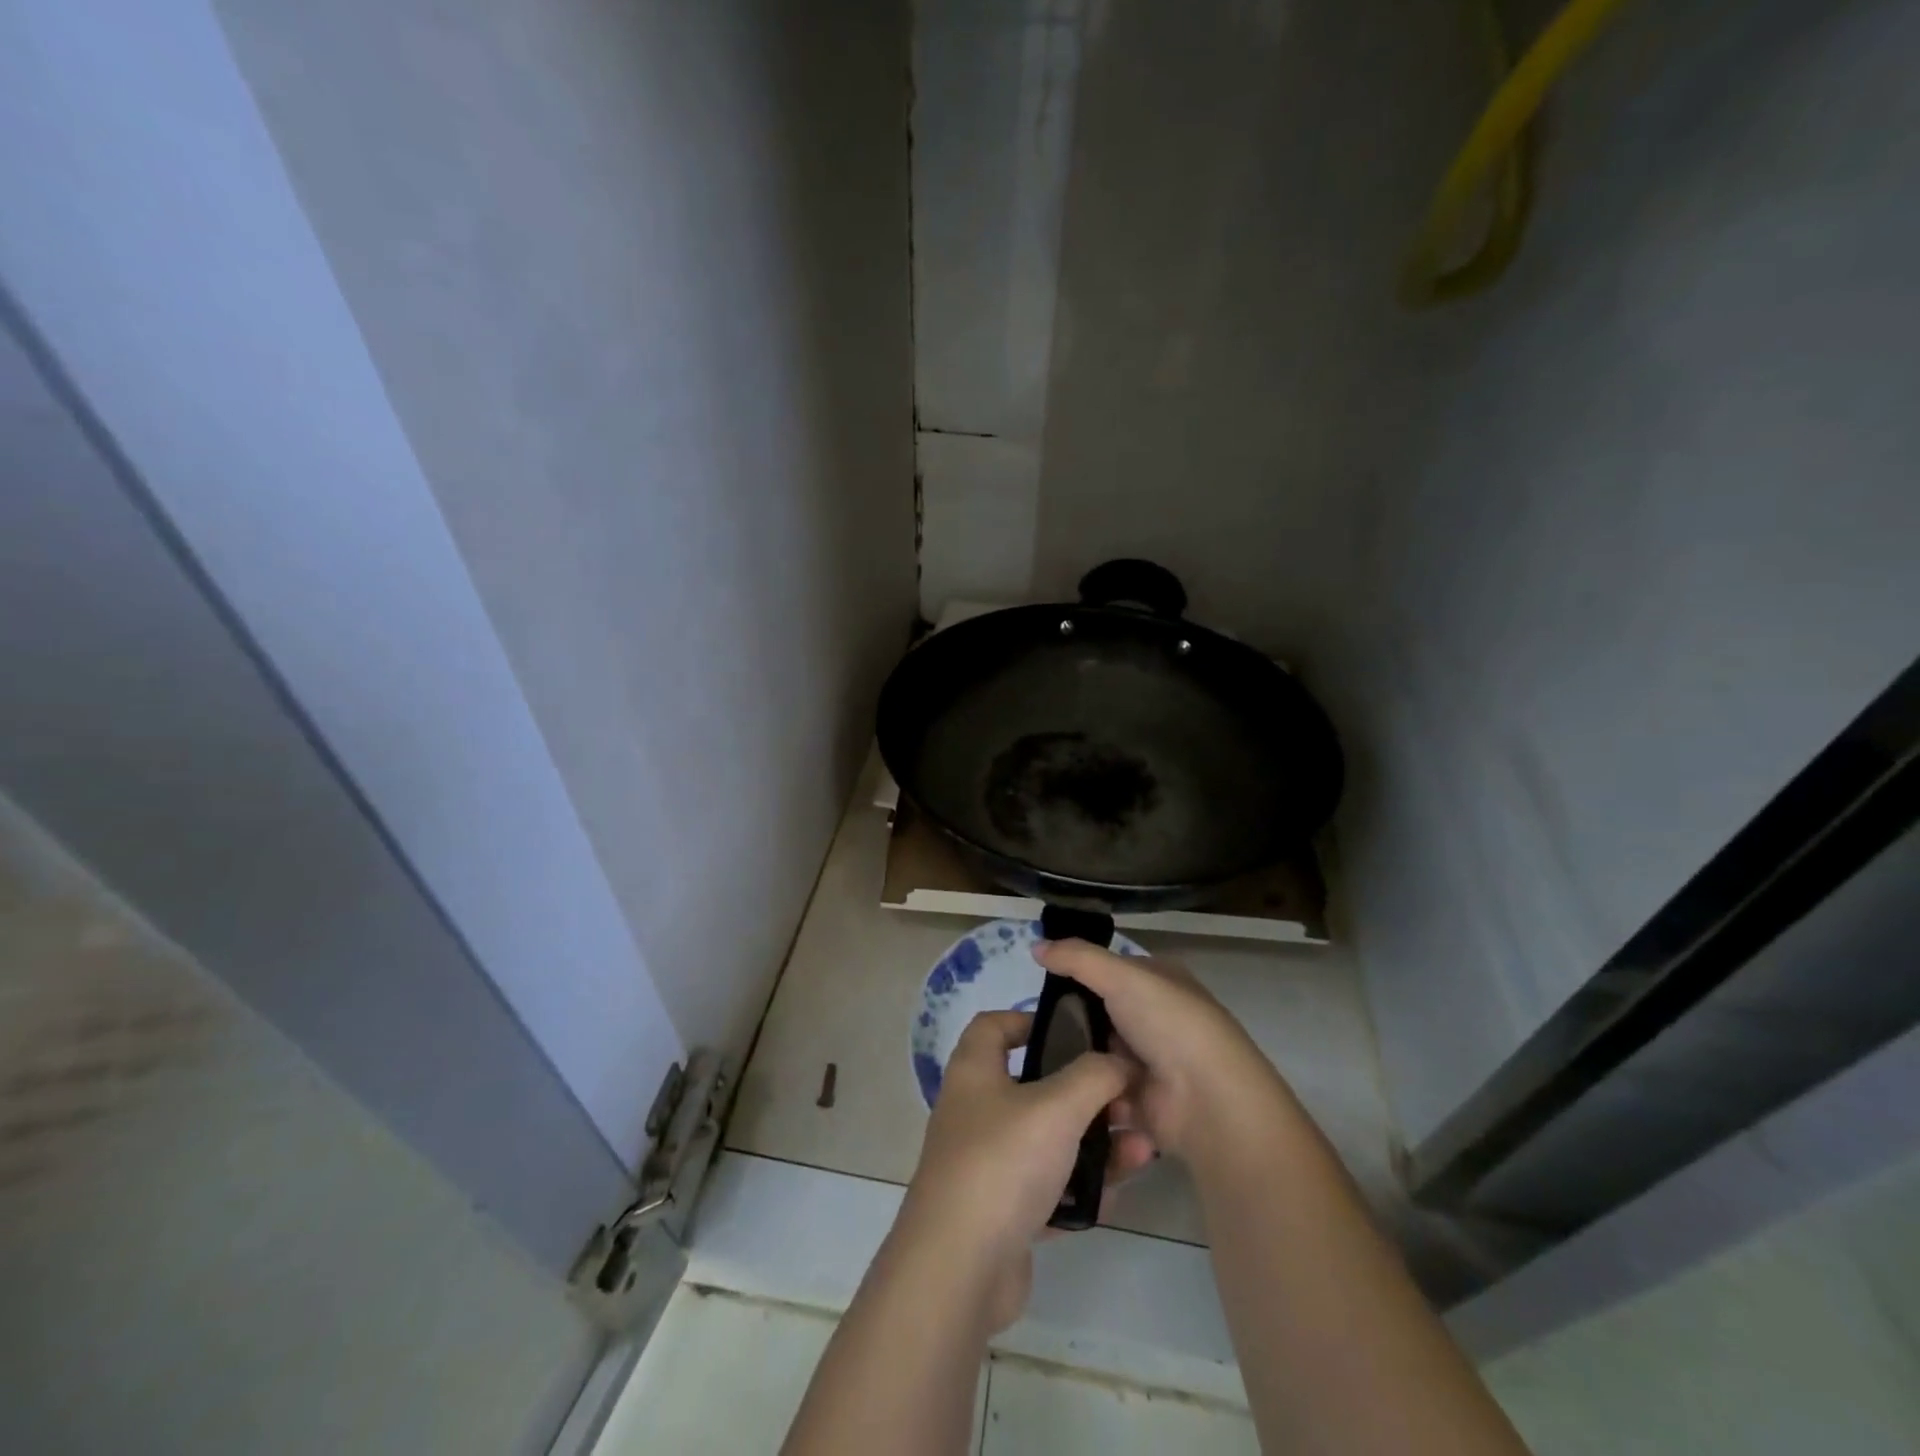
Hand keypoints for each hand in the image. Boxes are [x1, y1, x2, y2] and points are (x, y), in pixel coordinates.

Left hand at [900, 1010, 1154, 1328]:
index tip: (1074, 1031)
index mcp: (975, 1072)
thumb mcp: (1056, 1107)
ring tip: (1141, 1152)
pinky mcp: (1001, 1213)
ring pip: (1048, 1142)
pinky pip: (1048, 1189)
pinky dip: (1079, 1190)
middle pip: (1035, 1087)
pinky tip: (1114, 1197)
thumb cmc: (1002, 1163)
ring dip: (1094, 1145)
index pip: (994, 1026)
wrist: (958, 1268)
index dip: (1029, 1019)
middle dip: (1086, 1094)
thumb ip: (1094, 1076)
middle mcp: (976, 1111)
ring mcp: (987, 1164)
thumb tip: (1120, 1061)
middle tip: (1127, 1103)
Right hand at [1035, 939, 1286, 1168]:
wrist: (1208, 1101)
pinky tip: (1052, 1092)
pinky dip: (1083, 1094)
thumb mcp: (1121, 976)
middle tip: (1031, 1027)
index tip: (1041, 984)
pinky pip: (1101, 1094)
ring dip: (1075, 1062)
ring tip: (1035, 1062)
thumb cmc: (1169, 1024)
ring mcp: (1150, 1064)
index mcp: (1161, 982)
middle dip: (1071, 1023)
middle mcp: (1157, 1020)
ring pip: (1098, 1056)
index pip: (1112, 970)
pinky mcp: (1141, 1104)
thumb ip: (1076, 958)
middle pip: (1101, 1015)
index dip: (1079, 974)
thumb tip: (1034, 945)